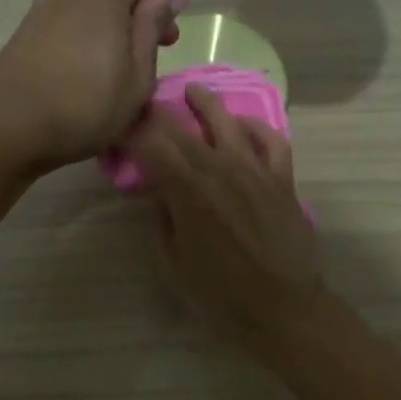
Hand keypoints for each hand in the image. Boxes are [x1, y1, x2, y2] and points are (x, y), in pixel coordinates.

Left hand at [0, 0, 186, 170]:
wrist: (10, 128)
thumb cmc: (87, 104)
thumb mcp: (137, 73)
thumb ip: (153, 26)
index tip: (166, 16)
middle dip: (136, 14)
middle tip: (152, 58)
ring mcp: (41, 10)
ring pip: (87, 11)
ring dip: (108, 33)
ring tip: (116, 78)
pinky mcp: (23, 35)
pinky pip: (64, 29)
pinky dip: (81, 46)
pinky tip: (84, 83)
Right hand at [129, 84, 323, 349]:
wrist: (282, 307)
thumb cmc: (221, 294)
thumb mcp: (173, 263)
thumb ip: (162, 220)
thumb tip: (159, 193)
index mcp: (187, 191)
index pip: (151, 145)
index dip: (131, 131)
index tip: (117, 126)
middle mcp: (220, 169)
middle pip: (183, 127)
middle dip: (159, 112)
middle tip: (145, 104)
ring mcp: (256, 170)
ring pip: (228, 122)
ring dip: (206, 103)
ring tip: (194, 92)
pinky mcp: (283, 179)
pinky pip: (272, 140)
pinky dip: (256, 127)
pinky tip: (243, 125)